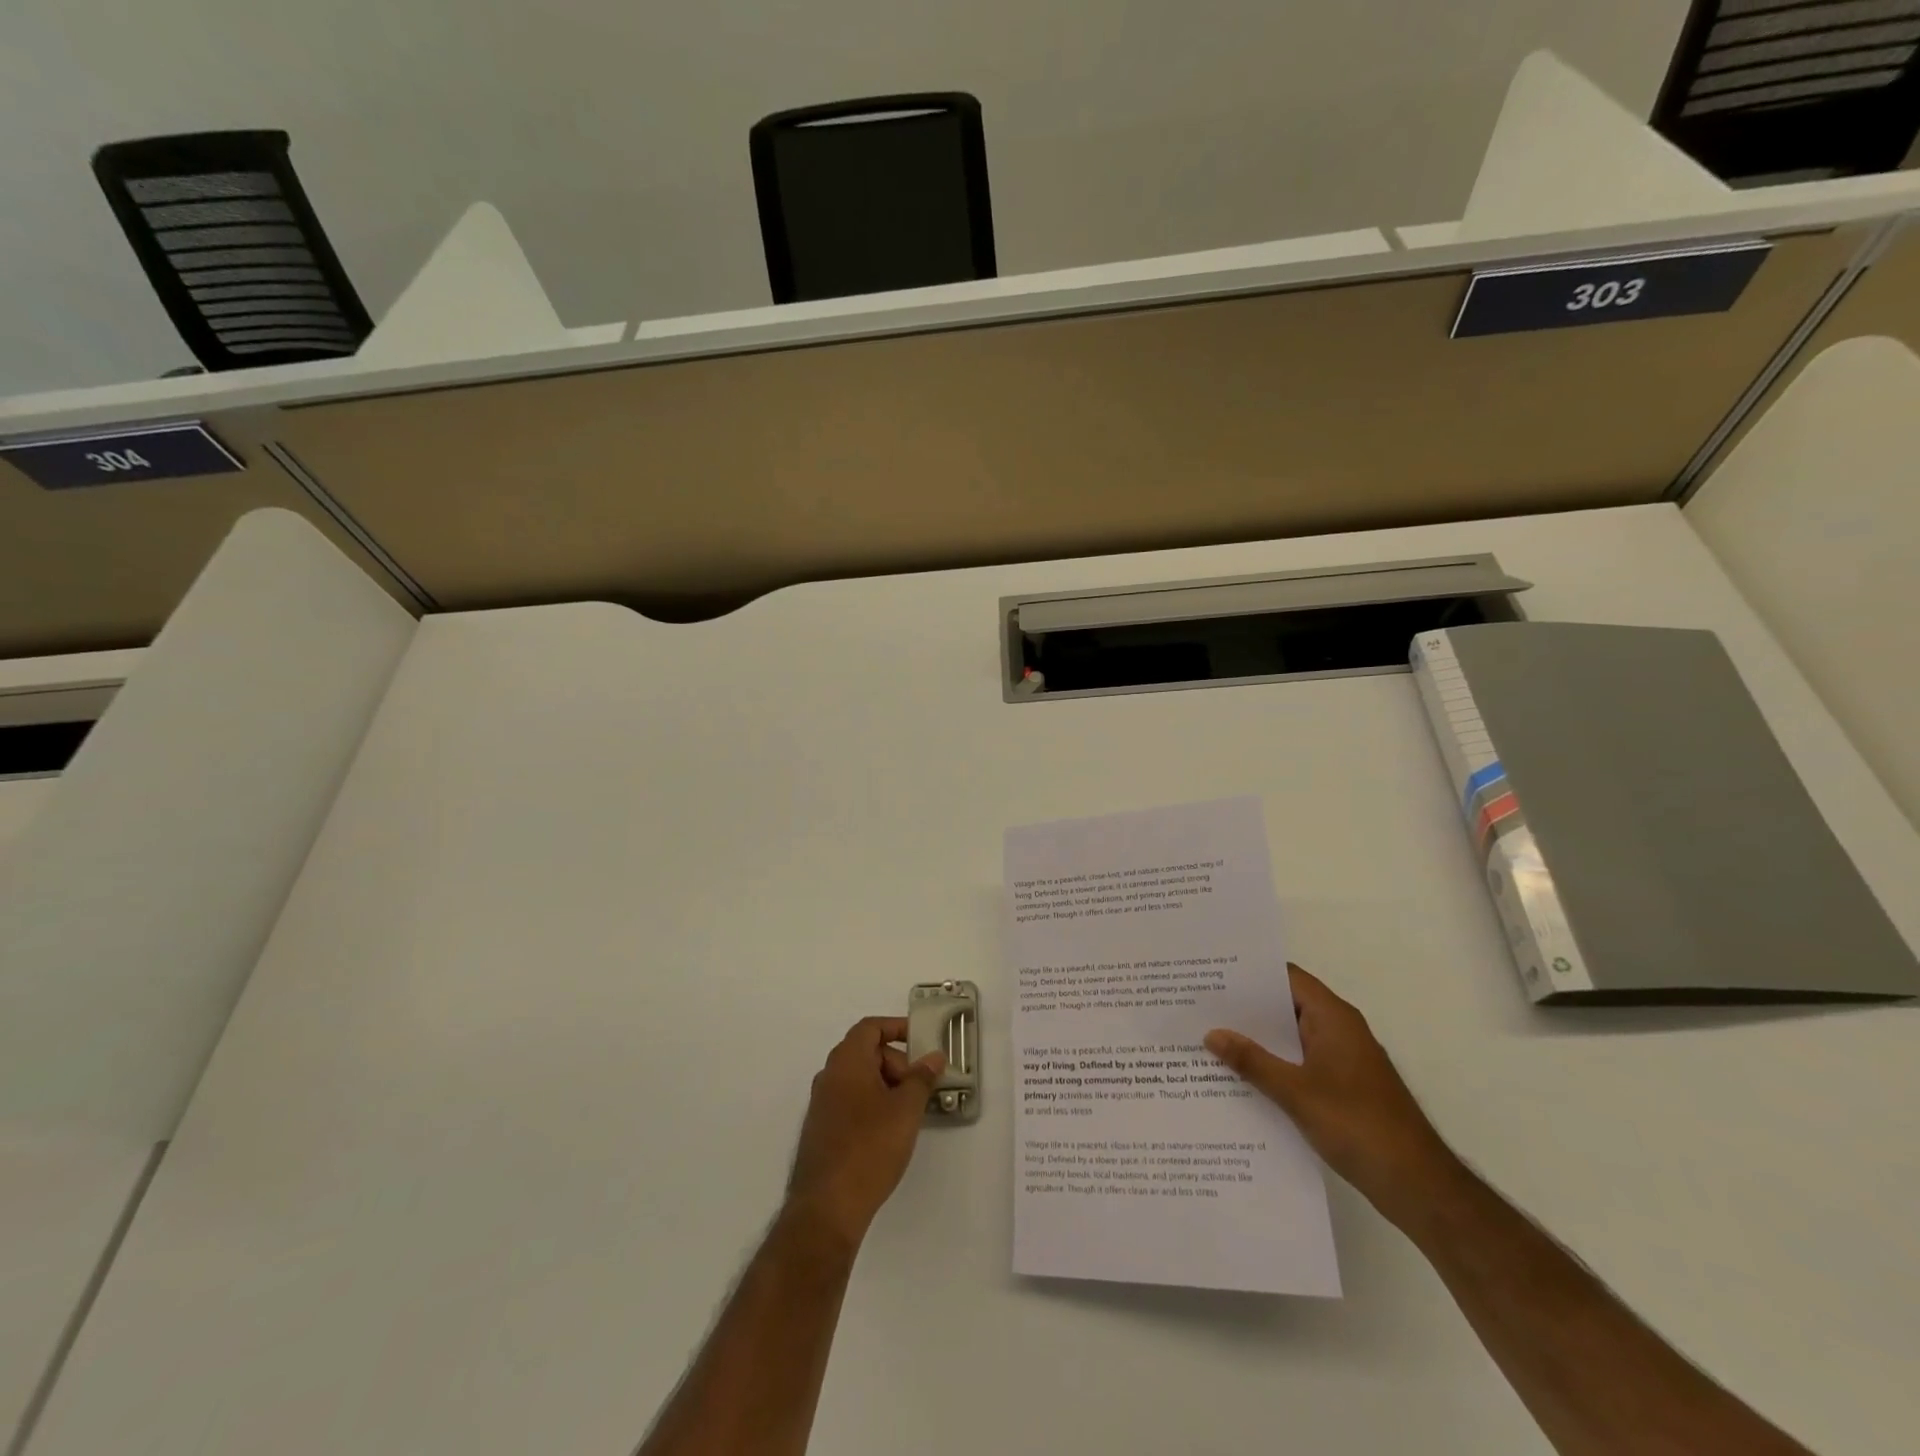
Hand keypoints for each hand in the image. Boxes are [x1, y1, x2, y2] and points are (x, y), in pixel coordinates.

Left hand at [786, 1018, 945, 1248]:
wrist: (827, 1206)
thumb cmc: (870, 1147)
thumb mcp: (906, 1109)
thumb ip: (922, 1078)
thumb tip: (934, 1057)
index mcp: (846, 1061)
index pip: (870, 1028)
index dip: (896, 1027)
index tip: (920, 1040)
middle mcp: (829, 1076)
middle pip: (865, 1052)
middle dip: (896, 1062)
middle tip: (918, 1087)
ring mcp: (821, 1104)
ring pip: (858, 1079)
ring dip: (885, 1085)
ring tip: (908, 1112)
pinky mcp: (820, 1130)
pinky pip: (850, 1101)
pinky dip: (872, 1103)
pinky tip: (889, 1131)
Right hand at [1206, 964, 1459, 1226]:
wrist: (1417, 1186)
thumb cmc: (1358, 1125)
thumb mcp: (1296, 1092)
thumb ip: (1252, 1061)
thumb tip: (1211, 1033)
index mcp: (1333, 1018)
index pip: (1287, 978)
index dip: (1250, 973)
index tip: (1212, 972)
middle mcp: (1339, 1030)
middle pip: (1286, 1006)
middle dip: (1246, 1008)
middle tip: (1200, 1005)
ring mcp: (1342, 1060)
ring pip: (1291, 1038)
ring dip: (1257, 1040)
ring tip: (1210, 1038)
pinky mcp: (1342, 1088)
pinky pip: (1299, 1063)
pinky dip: (1273, 1065)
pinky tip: (1240, 1078)